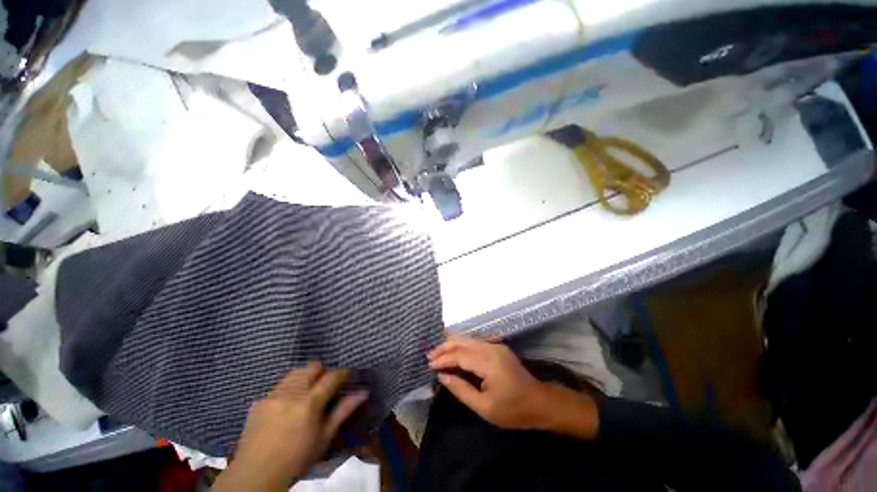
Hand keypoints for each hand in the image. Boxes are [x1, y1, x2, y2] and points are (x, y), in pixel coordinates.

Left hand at [213, 362, 367, 491]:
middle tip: (326, 384)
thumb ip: (343, 411)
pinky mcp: (260, 400)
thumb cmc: (297, 459)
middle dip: (323, 370)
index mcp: (309, 403)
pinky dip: (290, 386)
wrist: (256, 474)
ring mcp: (273, 395)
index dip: (342, 373)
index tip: (347, 376)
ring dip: (306, 376)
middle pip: (312, 366)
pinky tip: (290, 402)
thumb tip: (363, 392)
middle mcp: (291, 393)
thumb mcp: (324, 438)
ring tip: (308, 391)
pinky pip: (280, 384)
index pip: (332, 376)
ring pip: (296, 371)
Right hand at [428, 337, 598, 438]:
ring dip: (452, 345)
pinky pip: (475, 342)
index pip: (459, 355)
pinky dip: (462, 345)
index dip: (443, 359)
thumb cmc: (513, 409)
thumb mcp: (484, 407)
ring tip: (437, 353)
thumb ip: (461, 389)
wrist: (540, 402)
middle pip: (462, 341)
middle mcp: (491, 348)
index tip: (429, 365)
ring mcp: (495, 345)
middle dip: (444, 347)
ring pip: (468, 339)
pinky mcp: (497, 347)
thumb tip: (442, 376)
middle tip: (429, 355)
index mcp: (488, 362)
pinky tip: (454, 350)